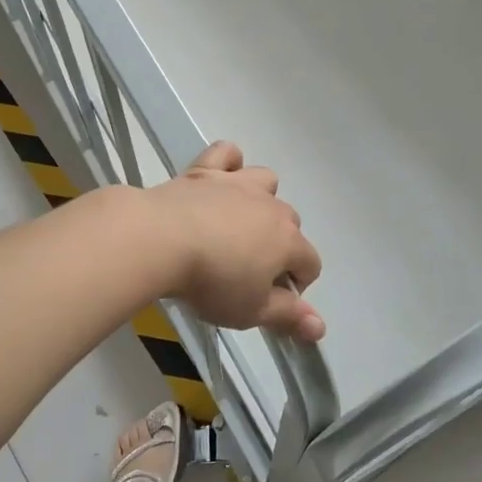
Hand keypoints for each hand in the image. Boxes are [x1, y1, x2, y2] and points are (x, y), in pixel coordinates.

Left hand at [144, 141, 325, 341]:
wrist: (161, 240)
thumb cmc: (211, 282)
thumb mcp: (251, 311)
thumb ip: (288, 317)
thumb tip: (321, 328)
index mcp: (288, 241)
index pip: (310, 263)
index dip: (296, 286)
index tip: (270, 302)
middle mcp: (271, 206)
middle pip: (290, 223)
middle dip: (279, 245)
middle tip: (247, 271)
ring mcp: (238, 183)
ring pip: (267, 181)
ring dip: (261, 200)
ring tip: (237, 223)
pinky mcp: (205, 170)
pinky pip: (227, 154)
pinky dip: (228, 163)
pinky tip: (219, 180)